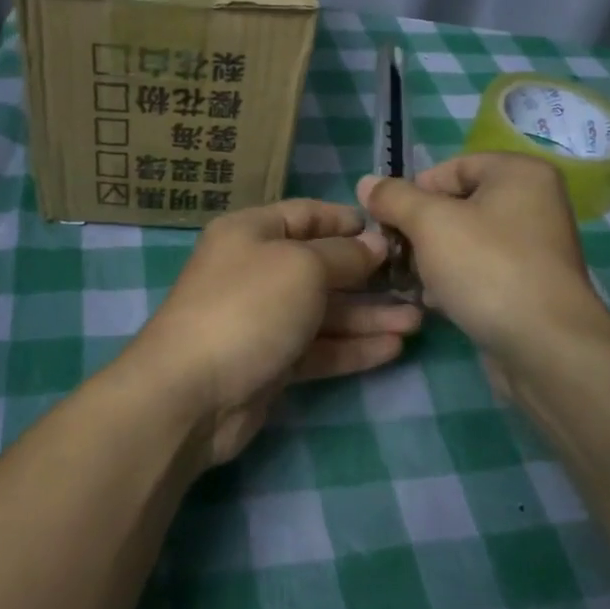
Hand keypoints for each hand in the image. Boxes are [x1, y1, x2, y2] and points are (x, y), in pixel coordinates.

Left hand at [128, 199, 422, 466]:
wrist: (192, 393)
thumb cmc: (248, 308)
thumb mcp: (302, 266)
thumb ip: (344, 256)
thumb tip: (375, 245)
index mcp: (251, 233)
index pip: (306, 215)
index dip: (347, 221)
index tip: (391, 231)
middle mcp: (256, 271)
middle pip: (321, 266)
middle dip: (368, 276)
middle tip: (417, 283)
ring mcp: (263, 319)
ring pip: (325, 312)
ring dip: (369, 316)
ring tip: (417, 321)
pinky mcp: (271, 363)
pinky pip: (319, 348)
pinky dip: (353, 348)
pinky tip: (394, 350)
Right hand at [358, 154, 609, 370]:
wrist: (544, 345)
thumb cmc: (487, 268)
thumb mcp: (430, 223)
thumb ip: (394, 198)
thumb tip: (366, 183)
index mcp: (519, 174)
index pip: (450, 169)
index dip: (414, 193)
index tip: (389, 223)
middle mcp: (533, 203)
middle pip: (456, 206)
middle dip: (420, 232)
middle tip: (397, 256)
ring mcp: (534, 247)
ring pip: (464, 242)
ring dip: (432, 261)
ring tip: (414, 283)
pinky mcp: (528, 285)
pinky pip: (480, 271)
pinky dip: (455, 282)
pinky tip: (437, 303)